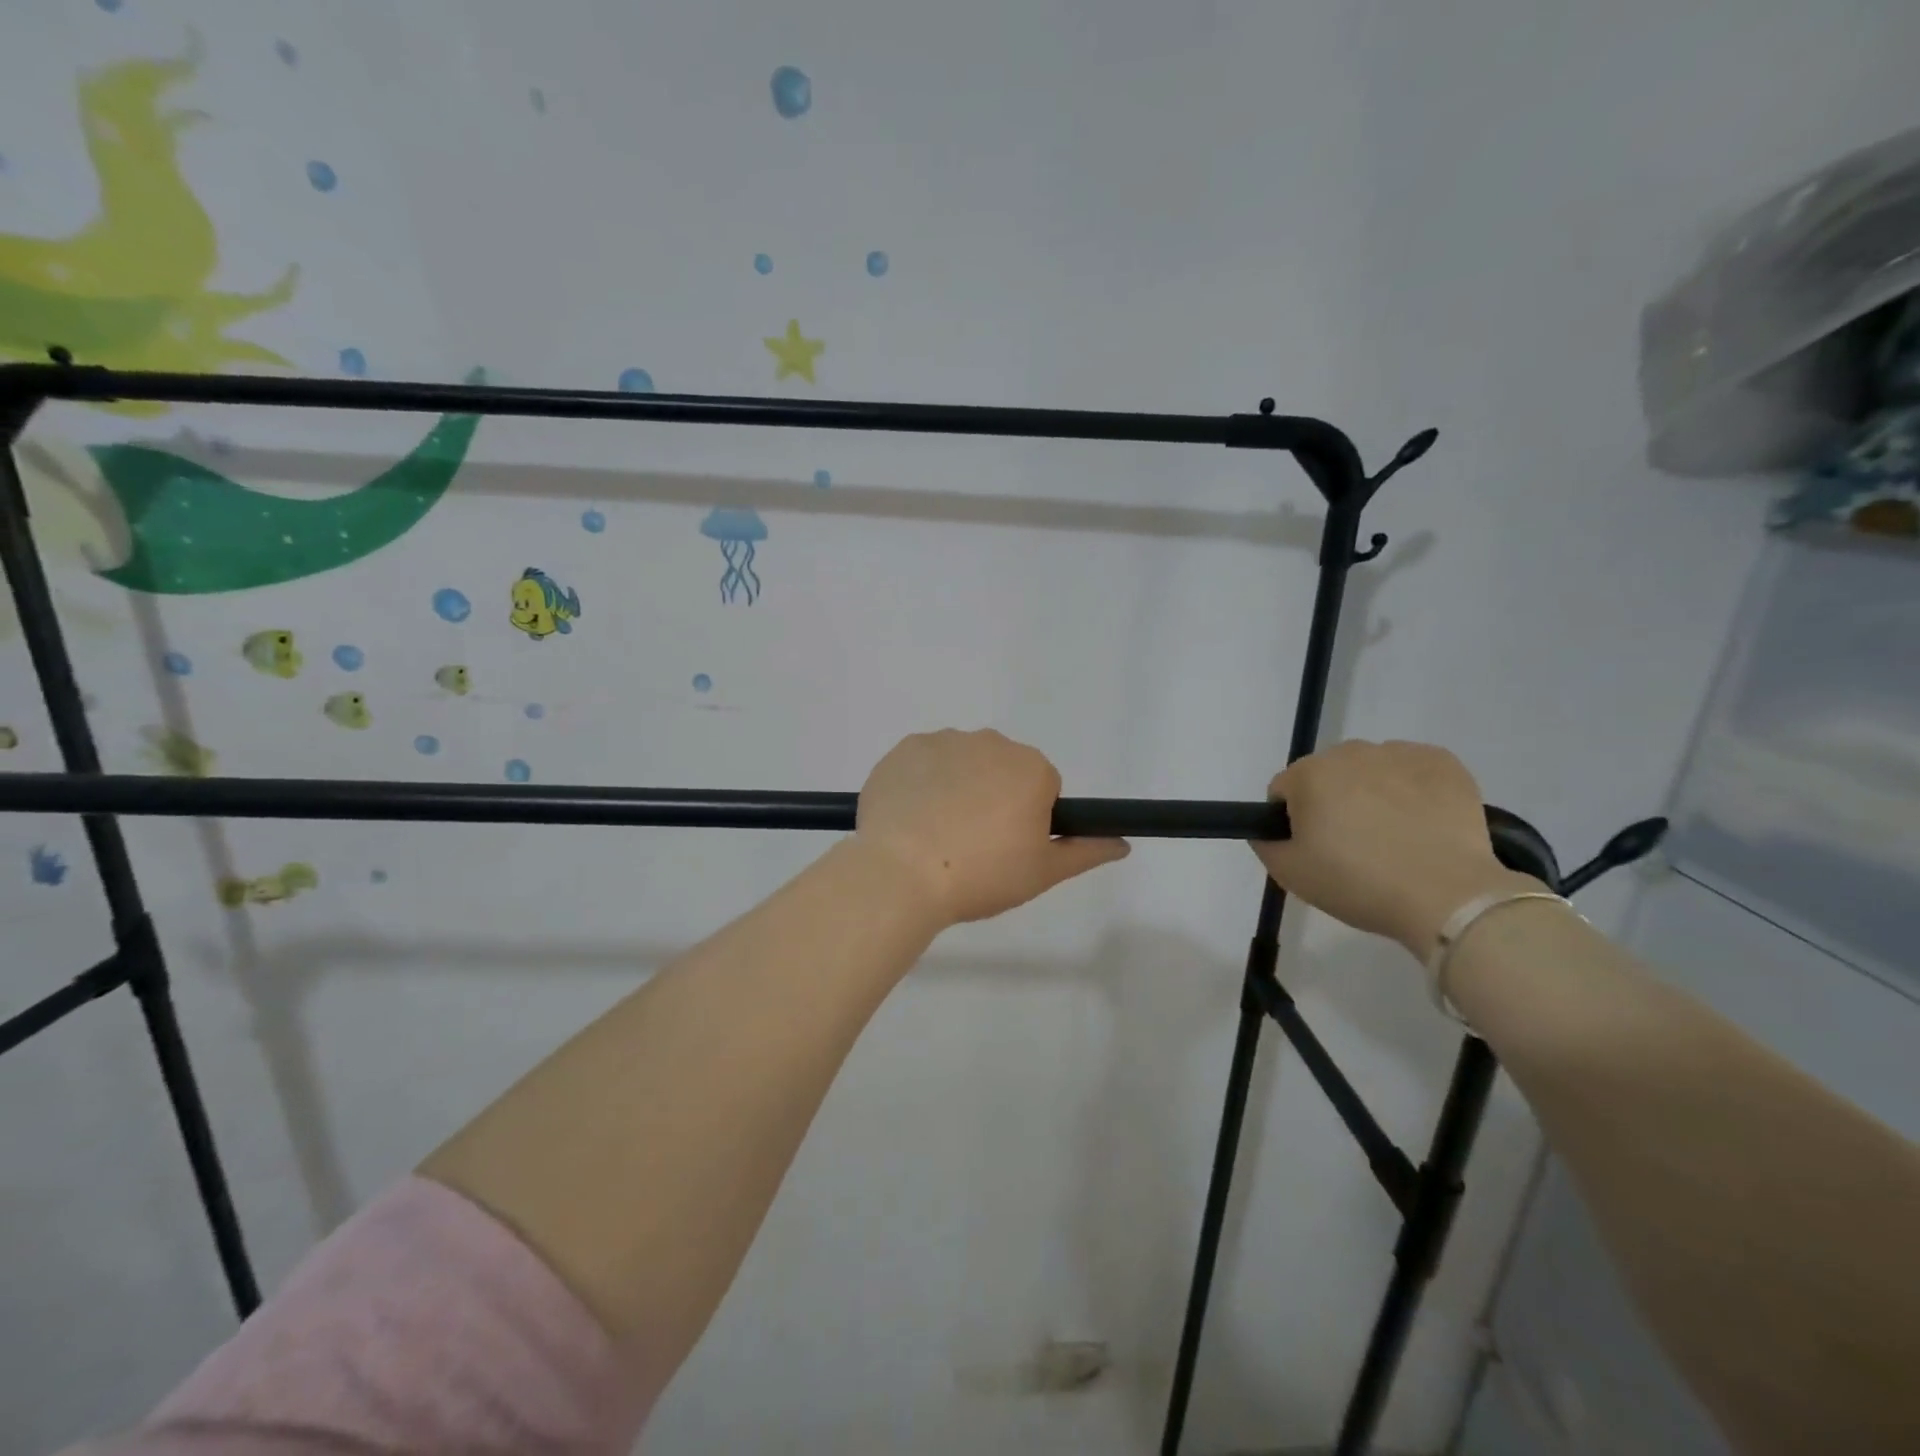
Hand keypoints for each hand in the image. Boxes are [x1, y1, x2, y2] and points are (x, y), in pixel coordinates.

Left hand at [856, 729, 1129, 925]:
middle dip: (993, 798)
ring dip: (956, 789)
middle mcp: (991, 742)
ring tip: (936, 837)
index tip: (1005, 848)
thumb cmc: (981, 875)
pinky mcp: (904, 749)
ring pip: (961, 764)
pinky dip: (921, 785)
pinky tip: (910, 819)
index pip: (1041, 788)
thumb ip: (1086, 851)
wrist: (900, 873)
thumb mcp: (1043, 872)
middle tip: (972, 846)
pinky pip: (923, 764)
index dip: (1027, 820)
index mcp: (1031, 768)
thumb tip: (1122, 843)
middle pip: (1001, 770)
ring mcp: (943, 741)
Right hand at [1252, 739, 1540, 956]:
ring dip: (1372, 792)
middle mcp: (1350, 752)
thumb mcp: (1289, 874)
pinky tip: (1422, 823)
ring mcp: (1399, 753)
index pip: (1284, 790)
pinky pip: (1412, 769)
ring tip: (1394, 837)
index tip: (1314, 849)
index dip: (1293, 822)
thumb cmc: (1358, 883)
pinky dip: (1412, 789)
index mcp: (1309, 774)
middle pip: (1327, 775)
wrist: (1448, 896)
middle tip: (1353, 846)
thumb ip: (1265, 843)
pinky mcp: (1443, 762)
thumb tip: (1269, 829)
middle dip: (1333, 802)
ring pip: (1370, 770)